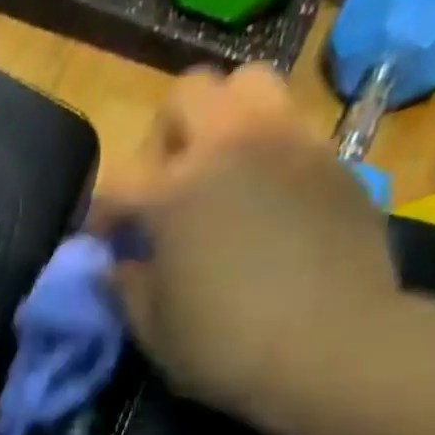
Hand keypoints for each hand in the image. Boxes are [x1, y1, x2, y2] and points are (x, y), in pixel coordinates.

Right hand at [86, 65, 402, 434]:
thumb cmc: (226, 349)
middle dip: (164, 137)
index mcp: (173, 192)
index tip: (102, 244)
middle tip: (164, 186)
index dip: (100, 214)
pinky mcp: (334, 161)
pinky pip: (293, 129)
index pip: (117, 182)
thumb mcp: (155, 332)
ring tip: (220, 172)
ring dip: (224, 119)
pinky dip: (268, 153)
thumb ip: (128, 288)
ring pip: (249, 85)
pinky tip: (267, 201)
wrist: (331, 348)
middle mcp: (229, 147)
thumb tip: (118, 263)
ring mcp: (288, 144)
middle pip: (186, 95)